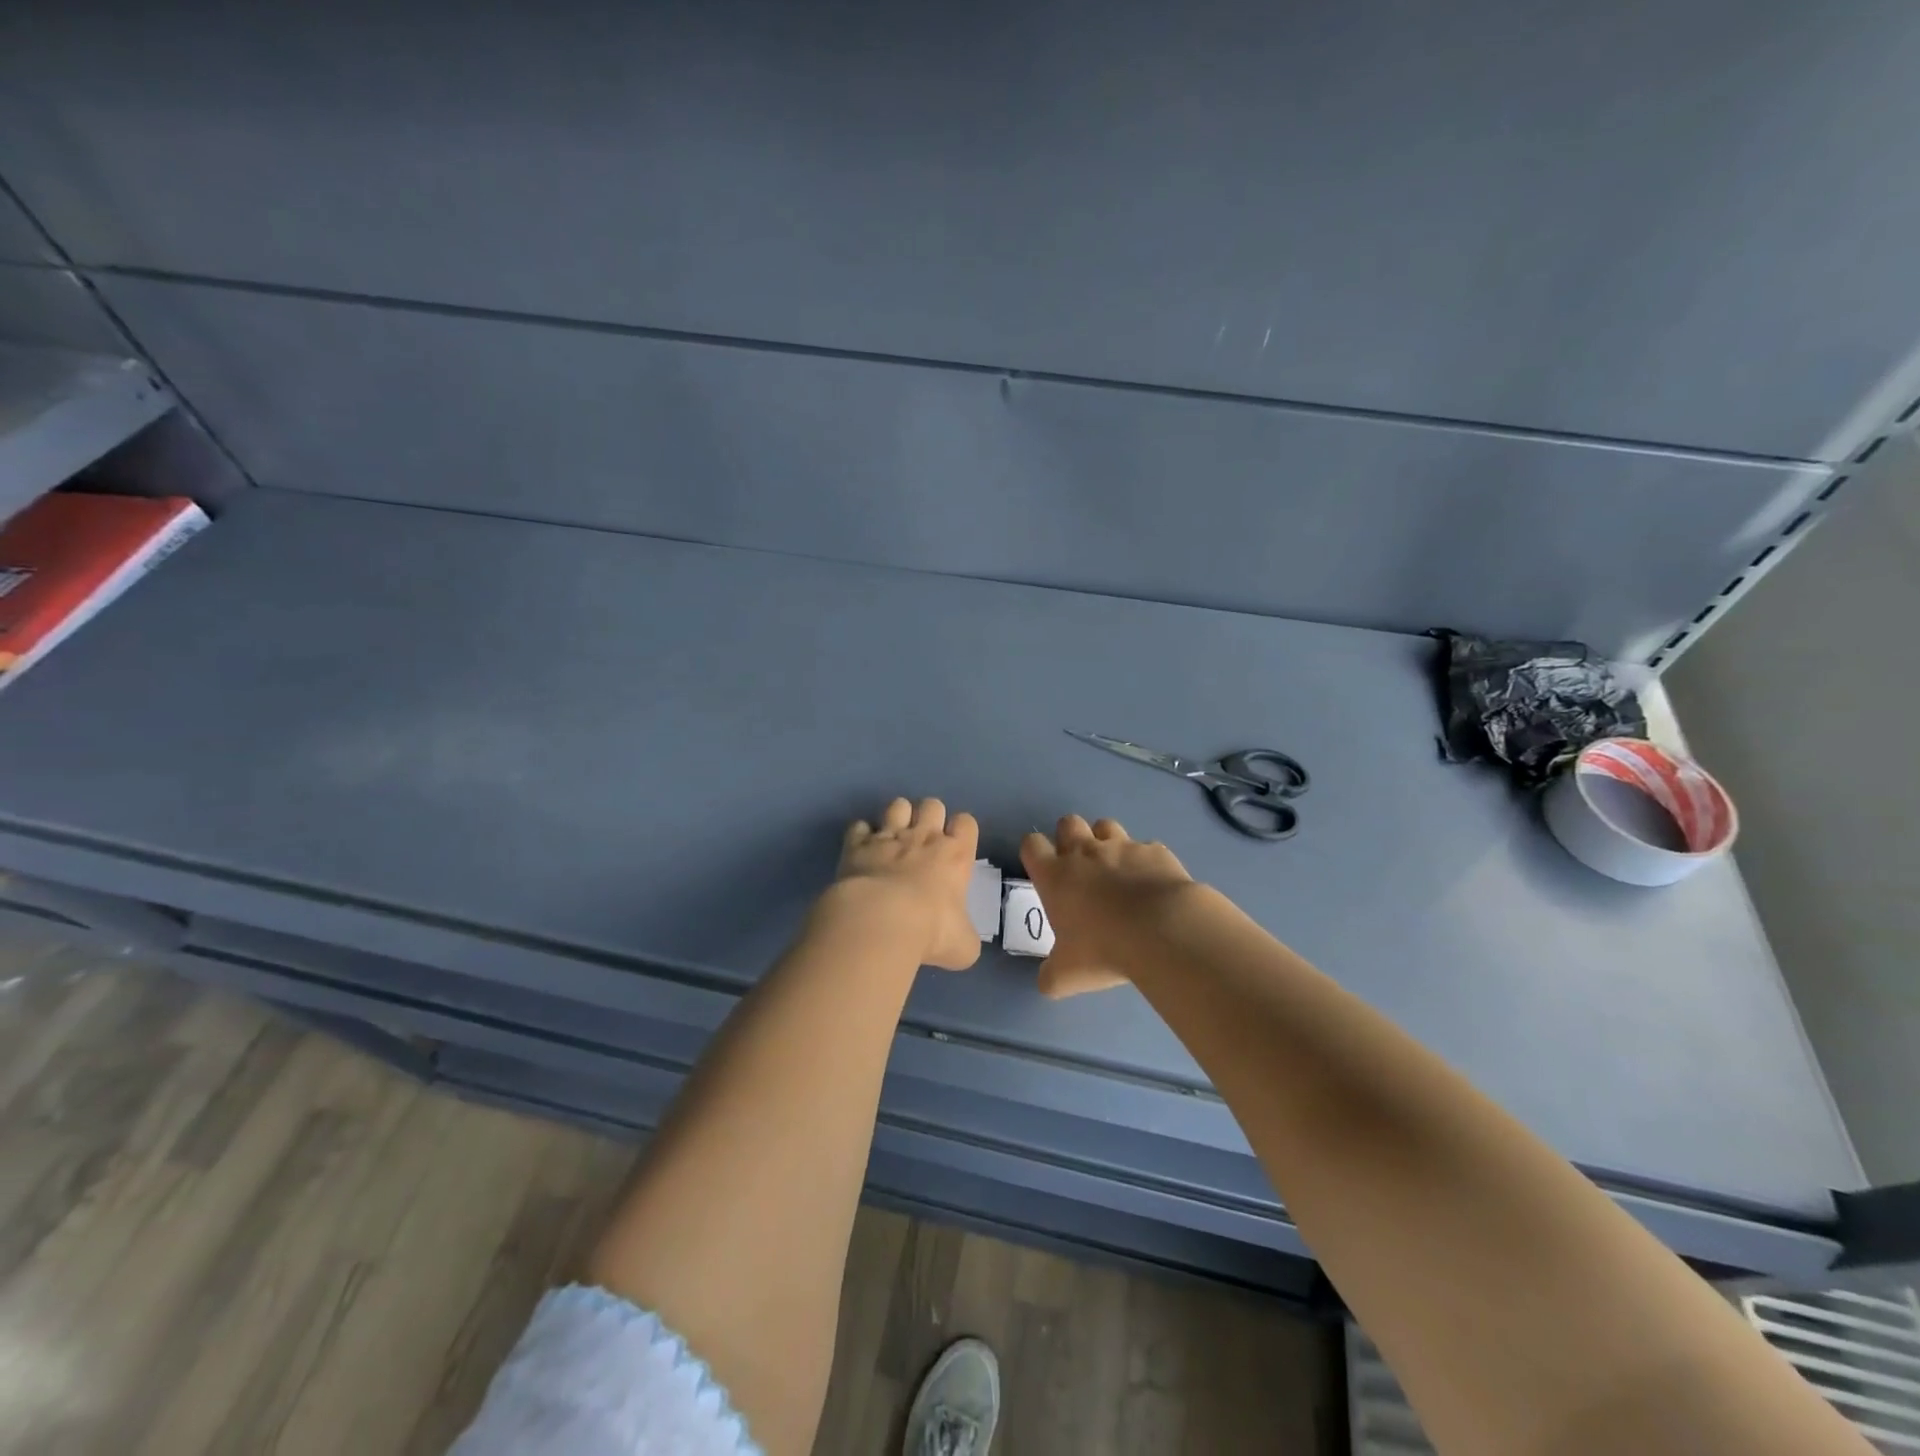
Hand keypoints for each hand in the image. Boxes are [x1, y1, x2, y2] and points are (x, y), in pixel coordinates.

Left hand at [837, 797, 982, 970]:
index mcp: (955, 855)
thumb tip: (960, 940)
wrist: (881, 920)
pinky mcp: (857, 844)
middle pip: (933, 805)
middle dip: (930, 816)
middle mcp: (924, 838)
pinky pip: (859, 826)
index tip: (955, 847)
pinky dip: (861, 835)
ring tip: (893, 838)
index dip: (962, 830)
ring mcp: (888, 837)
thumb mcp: (963, 945)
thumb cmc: (931, 931)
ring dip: (897, 817)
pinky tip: (861, 850)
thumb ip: (964, 936)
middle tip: (924, 841)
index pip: (966, 823)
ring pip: (898, 805)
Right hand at [1020, 815, 1194, 997]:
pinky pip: (1146, 848)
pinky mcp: (1156, 851)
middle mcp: (1085, 852)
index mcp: (1055, 875)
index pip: (1031, 844)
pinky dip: (1146, 862)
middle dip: (1070, 838)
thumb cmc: (1104, 950)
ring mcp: (1123, 847)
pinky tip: (1153, 885)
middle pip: (1068, 823)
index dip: (1035, 854)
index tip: (1044, 871)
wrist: (1163, 931)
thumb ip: (1051, 976)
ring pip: (1106, 826)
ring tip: (1116, 870)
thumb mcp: (1067, 975)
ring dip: (1106, 842)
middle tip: (1080, 868)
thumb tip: (1046, 983)